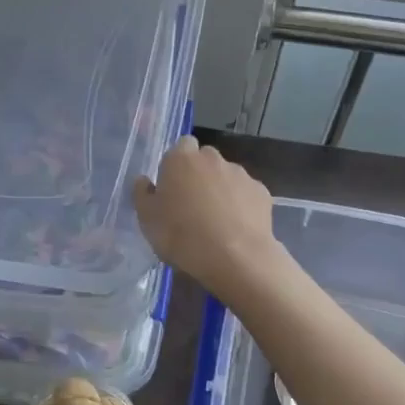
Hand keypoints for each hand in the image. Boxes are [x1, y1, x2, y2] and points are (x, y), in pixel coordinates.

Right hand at [133, 137, 275, 293]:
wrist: (234, 257)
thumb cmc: (181, 235)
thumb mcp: (147, 220)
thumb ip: (142, 195)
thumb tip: (144, 181)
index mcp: (181, 159)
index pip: (180, 146)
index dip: (176, 164)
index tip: (172, 187)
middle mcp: (212, 159)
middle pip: (205, 159)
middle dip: (199, 175)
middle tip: (192, 204)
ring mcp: (240, 174)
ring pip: (227, 176)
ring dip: (221, 190)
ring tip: (216, 221)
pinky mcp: (262, 192)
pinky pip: (246, 194)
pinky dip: (241, 204)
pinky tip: (236, 228)